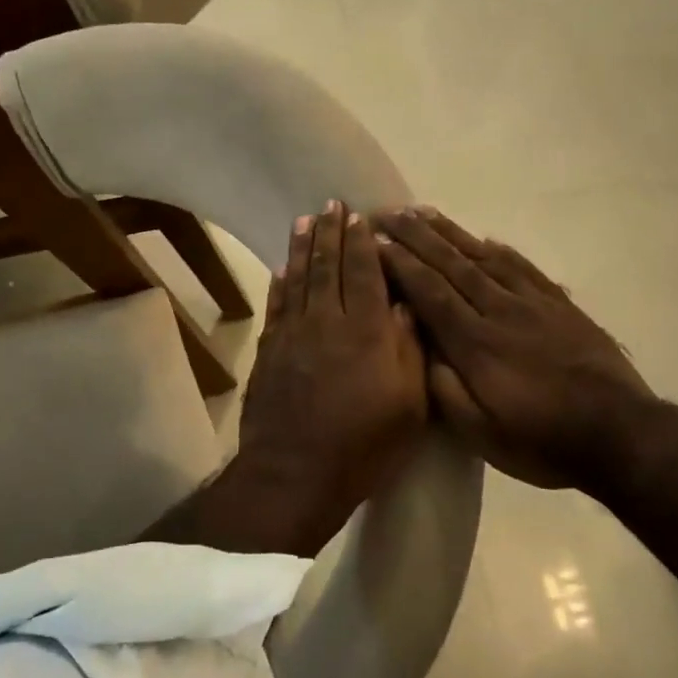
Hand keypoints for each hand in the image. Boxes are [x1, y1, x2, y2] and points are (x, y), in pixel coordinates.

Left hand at [230, 202, 428, 552]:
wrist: (295, 473)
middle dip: (331, 233)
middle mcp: (326, 321)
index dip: (362, 243)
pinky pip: (276, 306)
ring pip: (298, 279)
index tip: (362, 216)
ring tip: (305, 221)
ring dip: (302, 247)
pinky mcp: (269, 351)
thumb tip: (406, 305)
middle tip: (331, 205)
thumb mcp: (408, 405)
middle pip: (328, 267)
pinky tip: (282, 269)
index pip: (364, 273)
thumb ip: (409, 349)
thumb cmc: (363, 445)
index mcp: (366, 331)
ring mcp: (292, 334)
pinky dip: (280, 283)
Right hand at [374, 207, 653, 488]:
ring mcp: (532, 304)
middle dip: (415, 236)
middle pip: (451, 264)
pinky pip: (522, 267)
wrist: (621, 434)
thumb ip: (445, 388)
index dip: (400, 264)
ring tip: (423, 212)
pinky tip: (484, 238)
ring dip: (450, 232)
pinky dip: (498, 249)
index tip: (375, 241)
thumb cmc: (542, 441)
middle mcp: (499, 311)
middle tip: (387, 213)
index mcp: (475, 344)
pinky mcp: (560, 305)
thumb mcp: (481, 433)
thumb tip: (419, 346)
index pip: (429, 292)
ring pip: (483, 257)